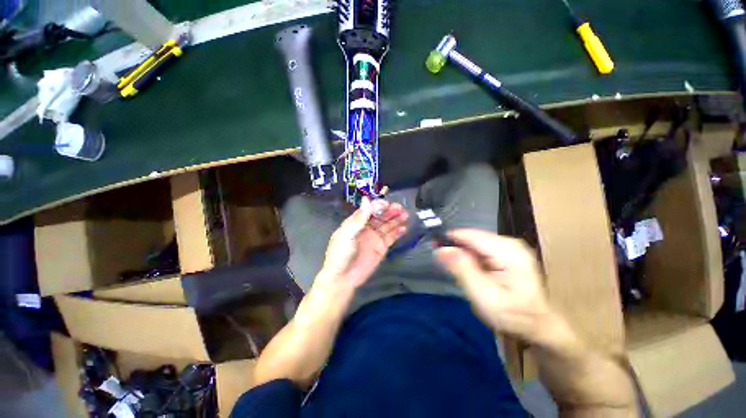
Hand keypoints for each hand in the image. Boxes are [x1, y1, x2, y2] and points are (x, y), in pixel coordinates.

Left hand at [317, 197, 407, 288]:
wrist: (343, 279)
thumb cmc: (341, 254)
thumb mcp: (346, 234)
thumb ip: (358, 218)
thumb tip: (366, 199)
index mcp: (356, 222)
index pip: (369, 210)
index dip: (378, 205)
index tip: (387, 204)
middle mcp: (366, 228)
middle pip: (380, 216)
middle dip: (390, 211)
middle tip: (400, 208)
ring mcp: (374, 237)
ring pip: (387, 225)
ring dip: (396, 219)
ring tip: (405, 215)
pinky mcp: (381, 248)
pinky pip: (391, 237)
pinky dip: (397, 232)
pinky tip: (404, 228)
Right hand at [436, 229, 553, 343]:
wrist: (538, 327)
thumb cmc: (512, 315)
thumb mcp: (483, 295)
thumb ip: (462, 269)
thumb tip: (441, 249)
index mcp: (508, 251)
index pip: (471, 235)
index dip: (449, 238)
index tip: (433, 246)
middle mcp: (510, 243)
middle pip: (472, 238)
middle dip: (456, 248)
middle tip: (443, 263)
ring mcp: (510, 247)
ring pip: (475, 243)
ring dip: (462, 253)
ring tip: (456, 269)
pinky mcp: (508, 253)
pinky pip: (481, 249)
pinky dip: (471, 257)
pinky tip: (469, 270)